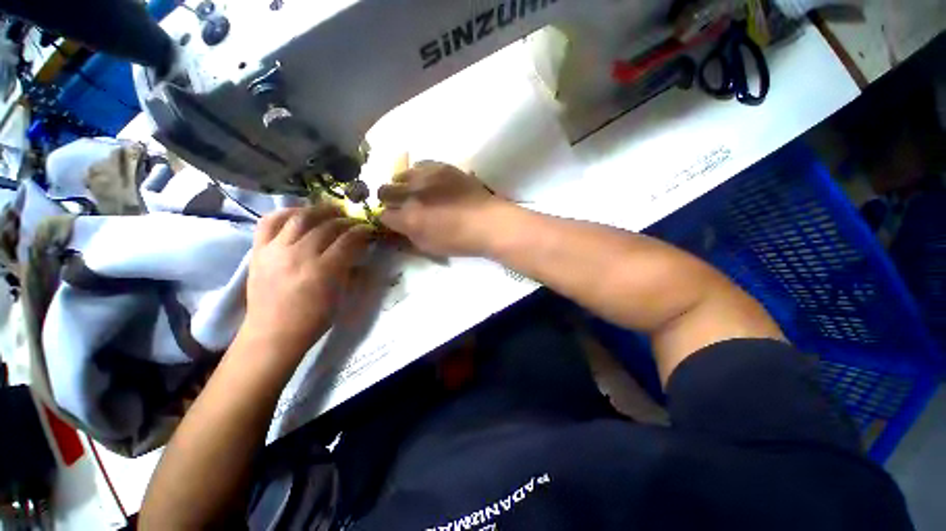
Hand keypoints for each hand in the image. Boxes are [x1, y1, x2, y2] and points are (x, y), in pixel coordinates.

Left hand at [239, 205, 372, 364]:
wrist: (273, 332)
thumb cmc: (314, 318)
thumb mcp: (342, 295)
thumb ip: (352, 269)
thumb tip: (361, 250)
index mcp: (324, 270)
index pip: (348, 240)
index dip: (361, 231)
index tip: (368, 229)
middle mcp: (299, 255)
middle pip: (326, 226)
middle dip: (345, 220)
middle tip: (353, 220)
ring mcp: (276, 250)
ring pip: (300, 218)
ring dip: (319, 211)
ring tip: (330, 210)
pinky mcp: (258, 250)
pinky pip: (269, 222)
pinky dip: (285, 212)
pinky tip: (299, 213)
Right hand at [378, 162, 507, 256]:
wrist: (489, 222)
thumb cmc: (460, 241)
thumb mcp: (429, 247)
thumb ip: (409, 235)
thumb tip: (400, 224)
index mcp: (408, 218)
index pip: (383, 215)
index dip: (388, 219)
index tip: (396, 221)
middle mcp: (412, 194)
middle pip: (384, 190)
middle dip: (390, 200)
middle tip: (402, 206)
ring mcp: (426, 177)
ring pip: (400, 175)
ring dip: (403, 185)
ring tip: (415, 191)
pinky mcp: (441, 166)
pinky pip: (419, 165)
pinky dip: (419, 174)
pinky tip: (428, 182)